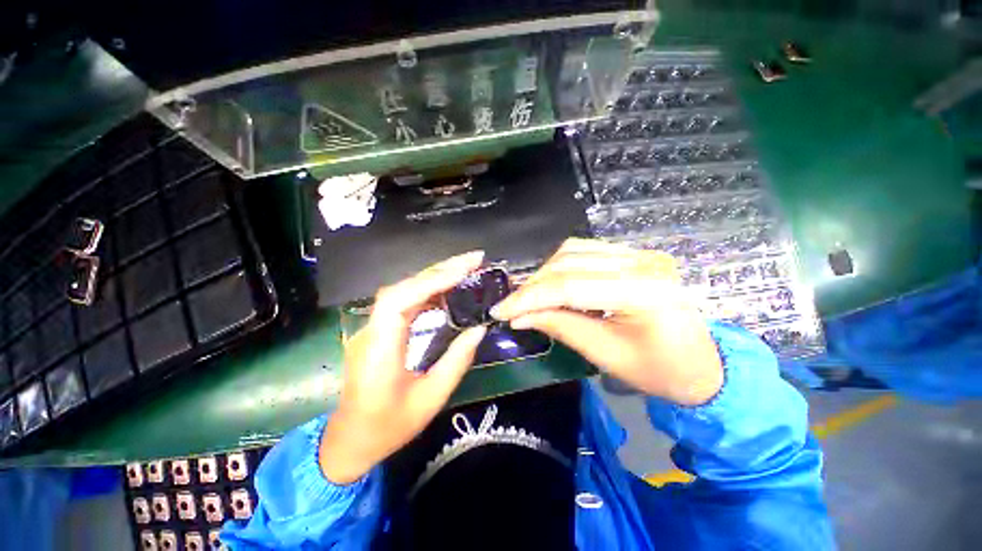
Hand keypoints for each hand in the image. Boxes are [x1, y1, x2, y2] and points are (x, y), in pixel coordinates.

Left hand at [319, 252, 487, 484]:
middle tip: (474, 260)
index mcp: (379, 350)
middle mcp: (372, 331)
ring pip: (404, 290)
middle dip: (440, 270)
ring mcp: (373, 328)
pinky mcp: (380, 330)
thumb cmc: (388, 426)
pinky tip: (447, 290)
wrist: (350, 441)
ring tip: (466, 270)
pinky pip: (405, 302)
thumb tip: (479, 329)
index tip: (464, 270)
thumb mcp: (431, 399)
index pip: (400, 300)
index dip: (431, 281)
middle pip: (403, 287)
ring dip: (435, 277)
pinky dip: (428, 290)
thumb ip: (457, 361)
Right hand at [491, 239, 721, 405]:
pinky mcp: (632, 255)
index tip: (500, 311)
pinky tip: (551, 284)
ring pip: (573, 250)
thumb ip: (561, 327)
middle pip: (568, 262)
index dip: (529, 297)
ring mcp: (638, 253)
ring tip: (529, 297)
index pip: (570, 285)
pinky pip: (585, 251)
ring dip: (544, 273)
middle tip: (511, 307)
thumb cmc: (662, 372)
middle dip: (533, 285)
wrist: (704, 365)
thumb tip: (519, 317)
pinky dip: (560, 267)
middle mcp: (641, 261)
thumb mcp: (607, 355)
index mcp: (643, 291)